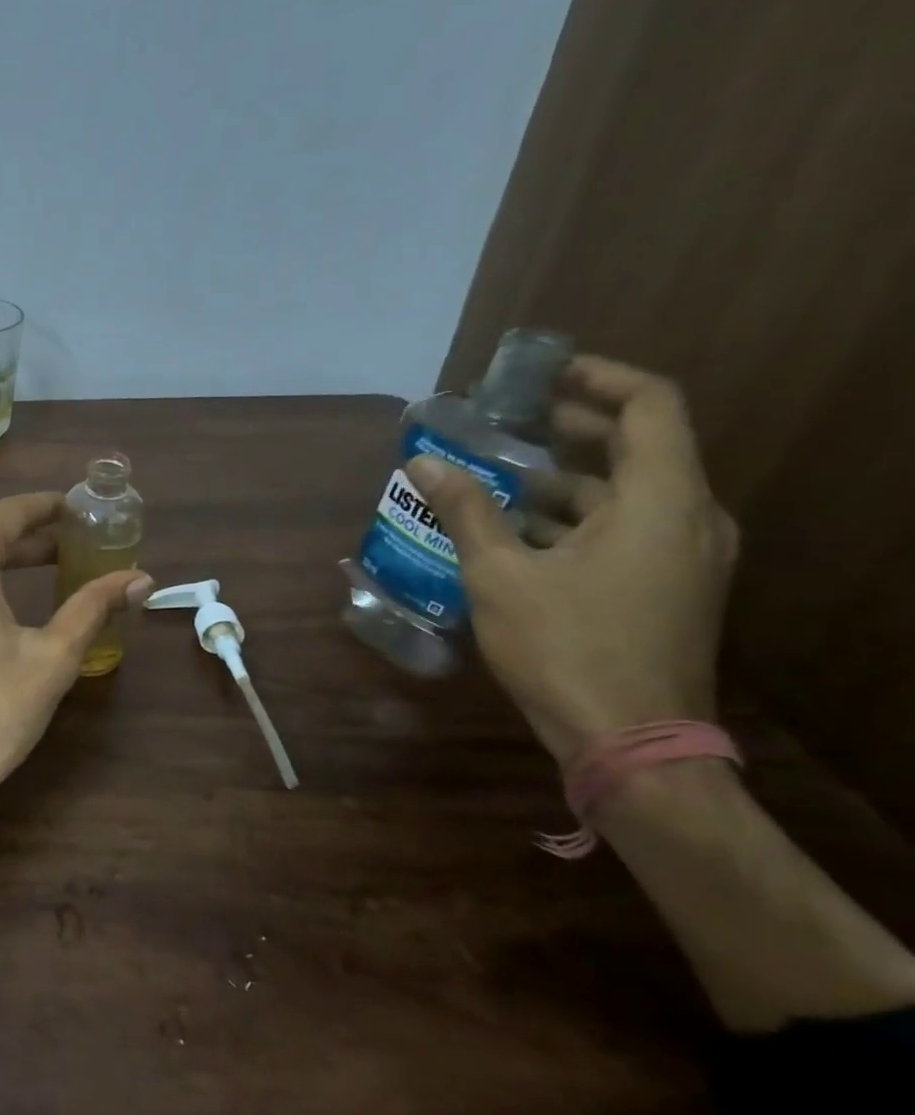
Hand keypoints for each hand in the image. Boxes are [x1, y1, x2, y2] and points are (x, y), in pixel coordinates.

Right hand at [408, 355, 737, 763]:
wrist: (630, 740)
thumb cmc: (565, 647)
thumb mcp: (501, 574)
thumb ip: (466, 511)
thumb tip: (423, 463)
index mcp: (662, 501)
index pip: (650, 406)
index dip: (598, 377)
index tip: (543, 374)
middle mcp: (690, 519)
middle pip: (641, 446)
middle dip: (574, 426)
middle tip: (509, 419)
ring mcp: (685, 557)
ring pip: (629, 492)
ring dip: (568, 476)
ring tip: (499, 474)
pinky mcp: (669, 588)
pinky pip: (627, 528)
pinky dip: (577, 515)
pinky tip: (519, 530)